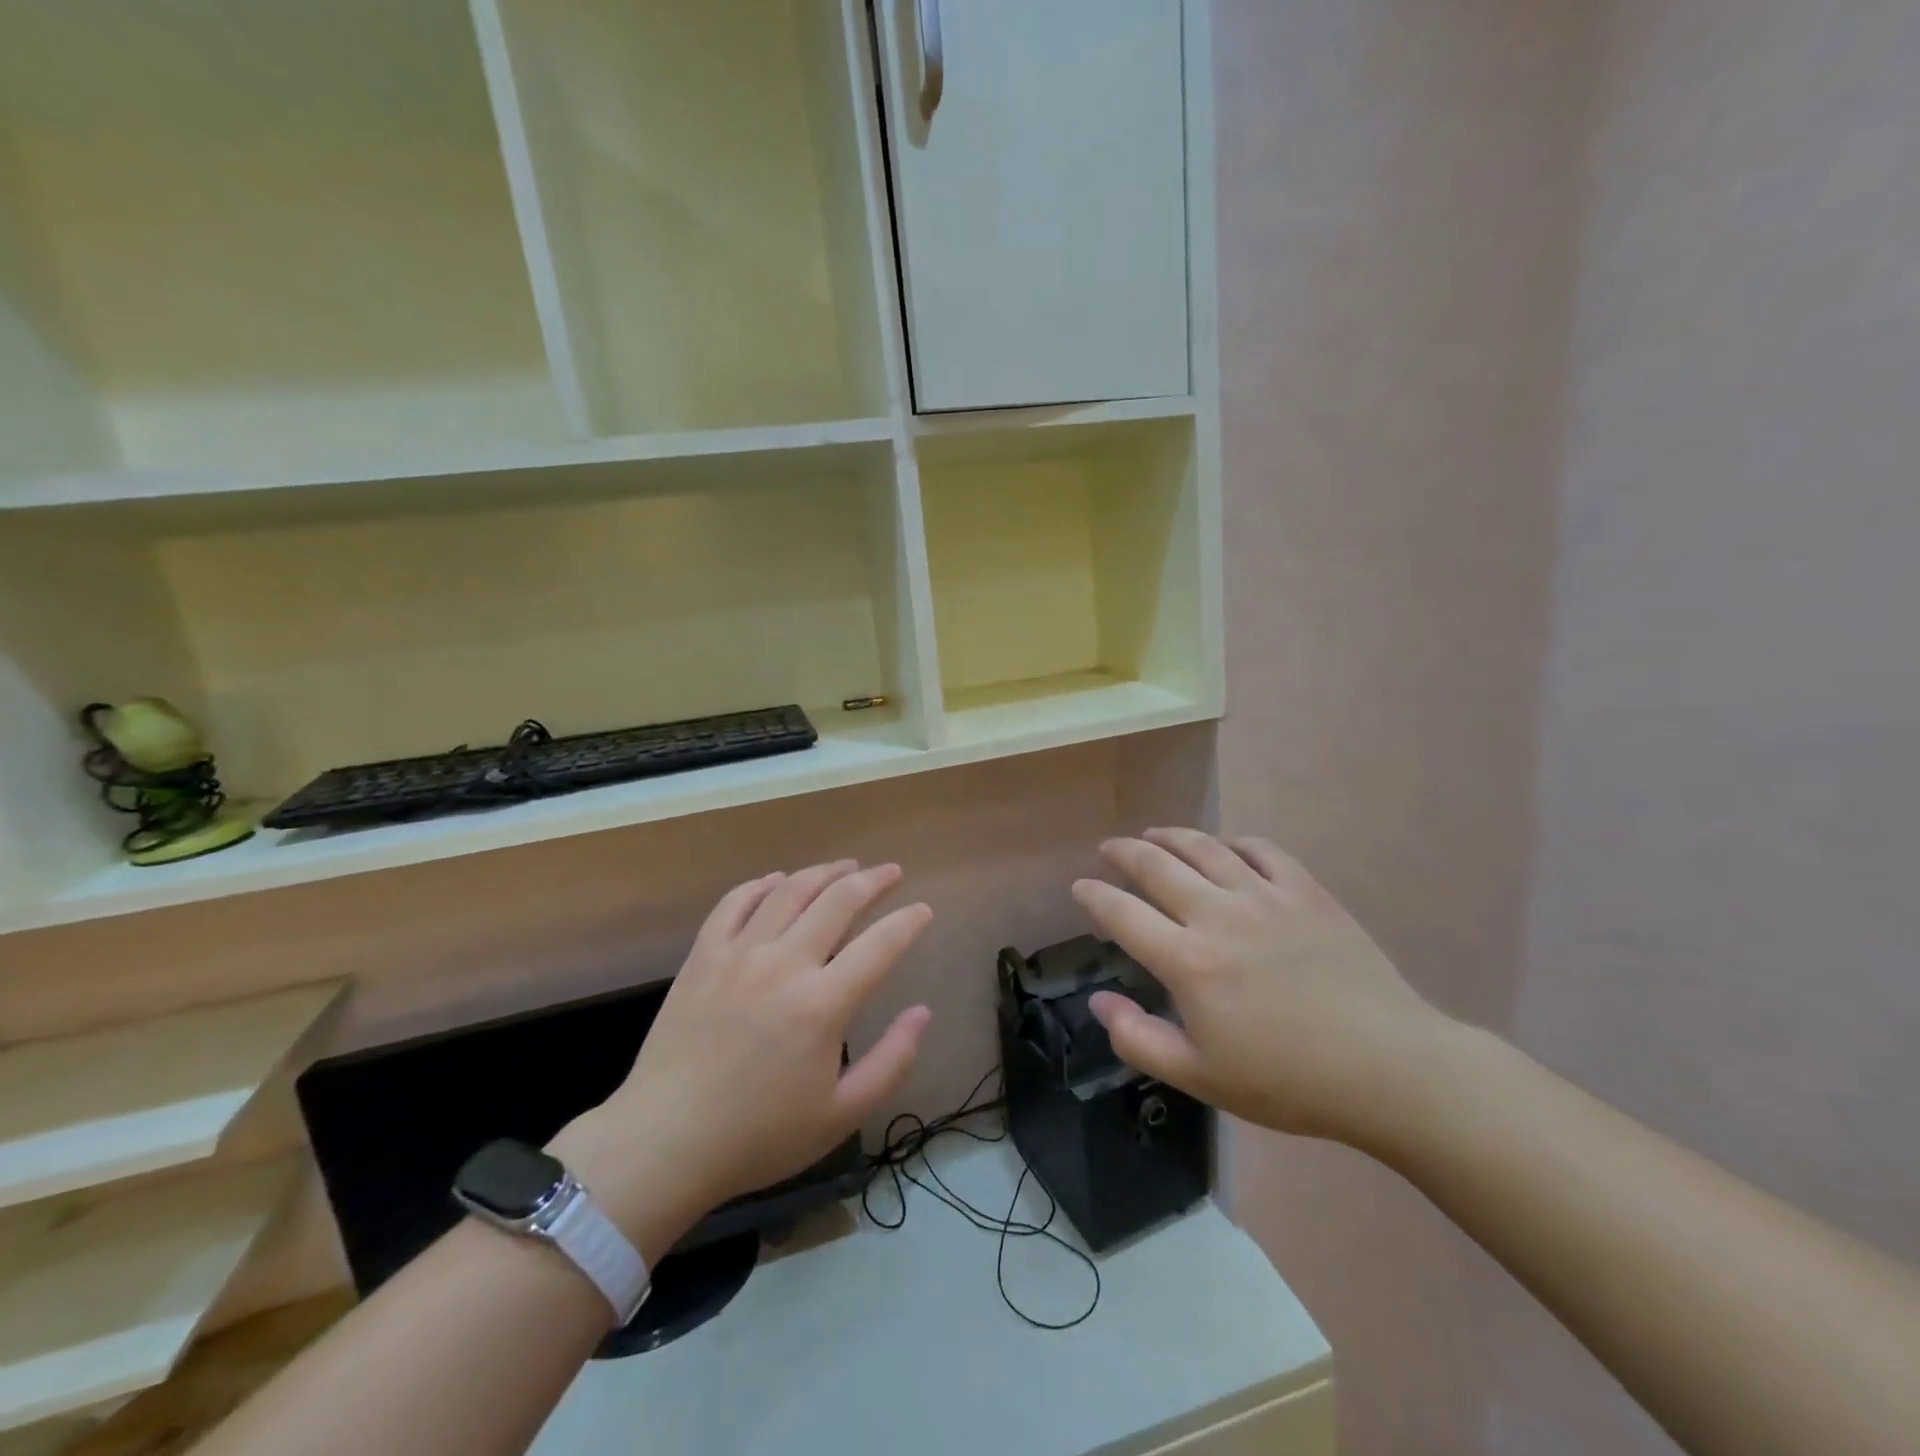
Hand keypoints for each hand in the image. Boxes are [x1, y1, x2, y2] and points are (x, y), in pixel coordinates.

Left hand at [551, 861, 932, 1257]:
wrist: (664, 1143)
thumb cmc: (758, 1136)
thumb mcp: (841, 1115)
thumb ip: (892, 1061)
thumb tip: (922, 1013)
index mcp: (822, 1005)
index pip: (880, 945)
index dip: (908, 922)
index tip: (924, 910)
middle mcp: (784, 964)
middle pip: (837, 901)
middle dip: (872, 880)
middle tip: (891, 872)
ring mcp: (739, 954)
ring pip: (789, 891)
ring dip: (824, 872)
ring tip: (846, 866)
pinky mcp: (703, 957)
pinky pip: (735, 903)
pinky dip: (762, 885)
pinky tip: (778, 880)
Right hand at [1072, 829, 1450, 1146]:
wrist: (1388, 1068)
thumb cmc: (1288, 1081)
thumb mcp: (1201, 1077)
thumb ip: (1139, 1039)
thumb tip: (1098, 1002)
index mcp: (1188, 961)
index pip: (1123, 914)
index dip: (1094, 896)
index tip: (1080, 888)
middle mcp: (1218, 915)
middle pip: (1157, 867)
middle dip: (1124, 853)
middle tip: (1110, 849)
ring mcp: (1264, 896)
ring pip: (1204, 848)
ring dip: (1171, 837)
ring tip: (1154, 834)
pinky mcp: (1306, 891)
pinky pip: (1260, 850)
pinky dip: (1233, 843)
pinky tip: (1225, 848)